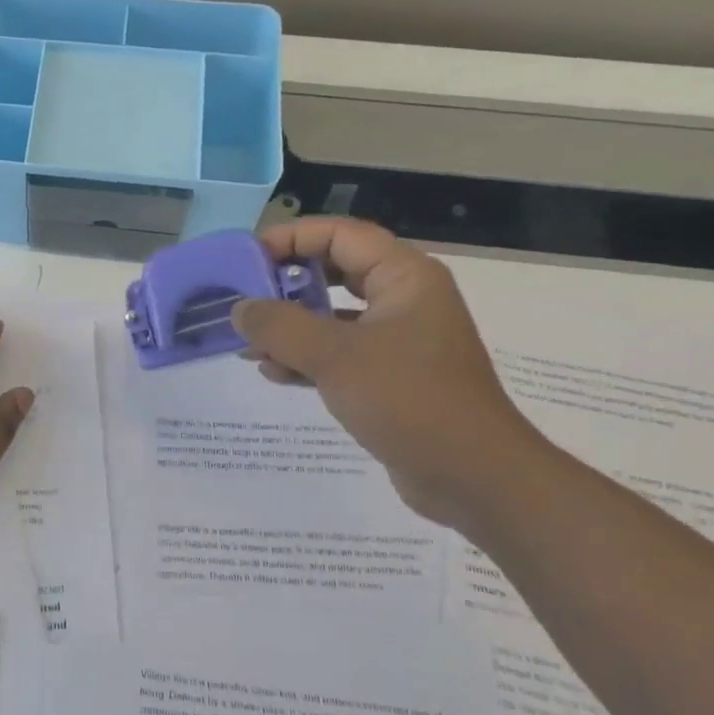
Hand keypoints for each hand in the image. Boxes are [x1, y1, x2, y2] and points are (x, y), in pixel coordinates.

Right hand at [231, 219, 548, 531]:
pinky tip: (274, 373)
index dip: (291, 238)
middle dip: (286, 285)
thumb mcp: (335, 357)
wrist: (473, 478)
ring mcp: (399, 340)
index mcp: (404, 277)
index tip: (247, 260)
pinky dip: (306, 357)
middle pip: (334, 272)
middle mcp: (404, 299)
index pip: (340, 235)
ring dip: (289, 327)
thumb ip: (280, 327)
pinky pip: (339, 352)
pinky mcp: (390, 376)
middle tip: (244, 300)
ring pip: (333, 316)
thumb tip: (240, 309)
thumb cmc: (409, 400)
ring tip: (249, 345)